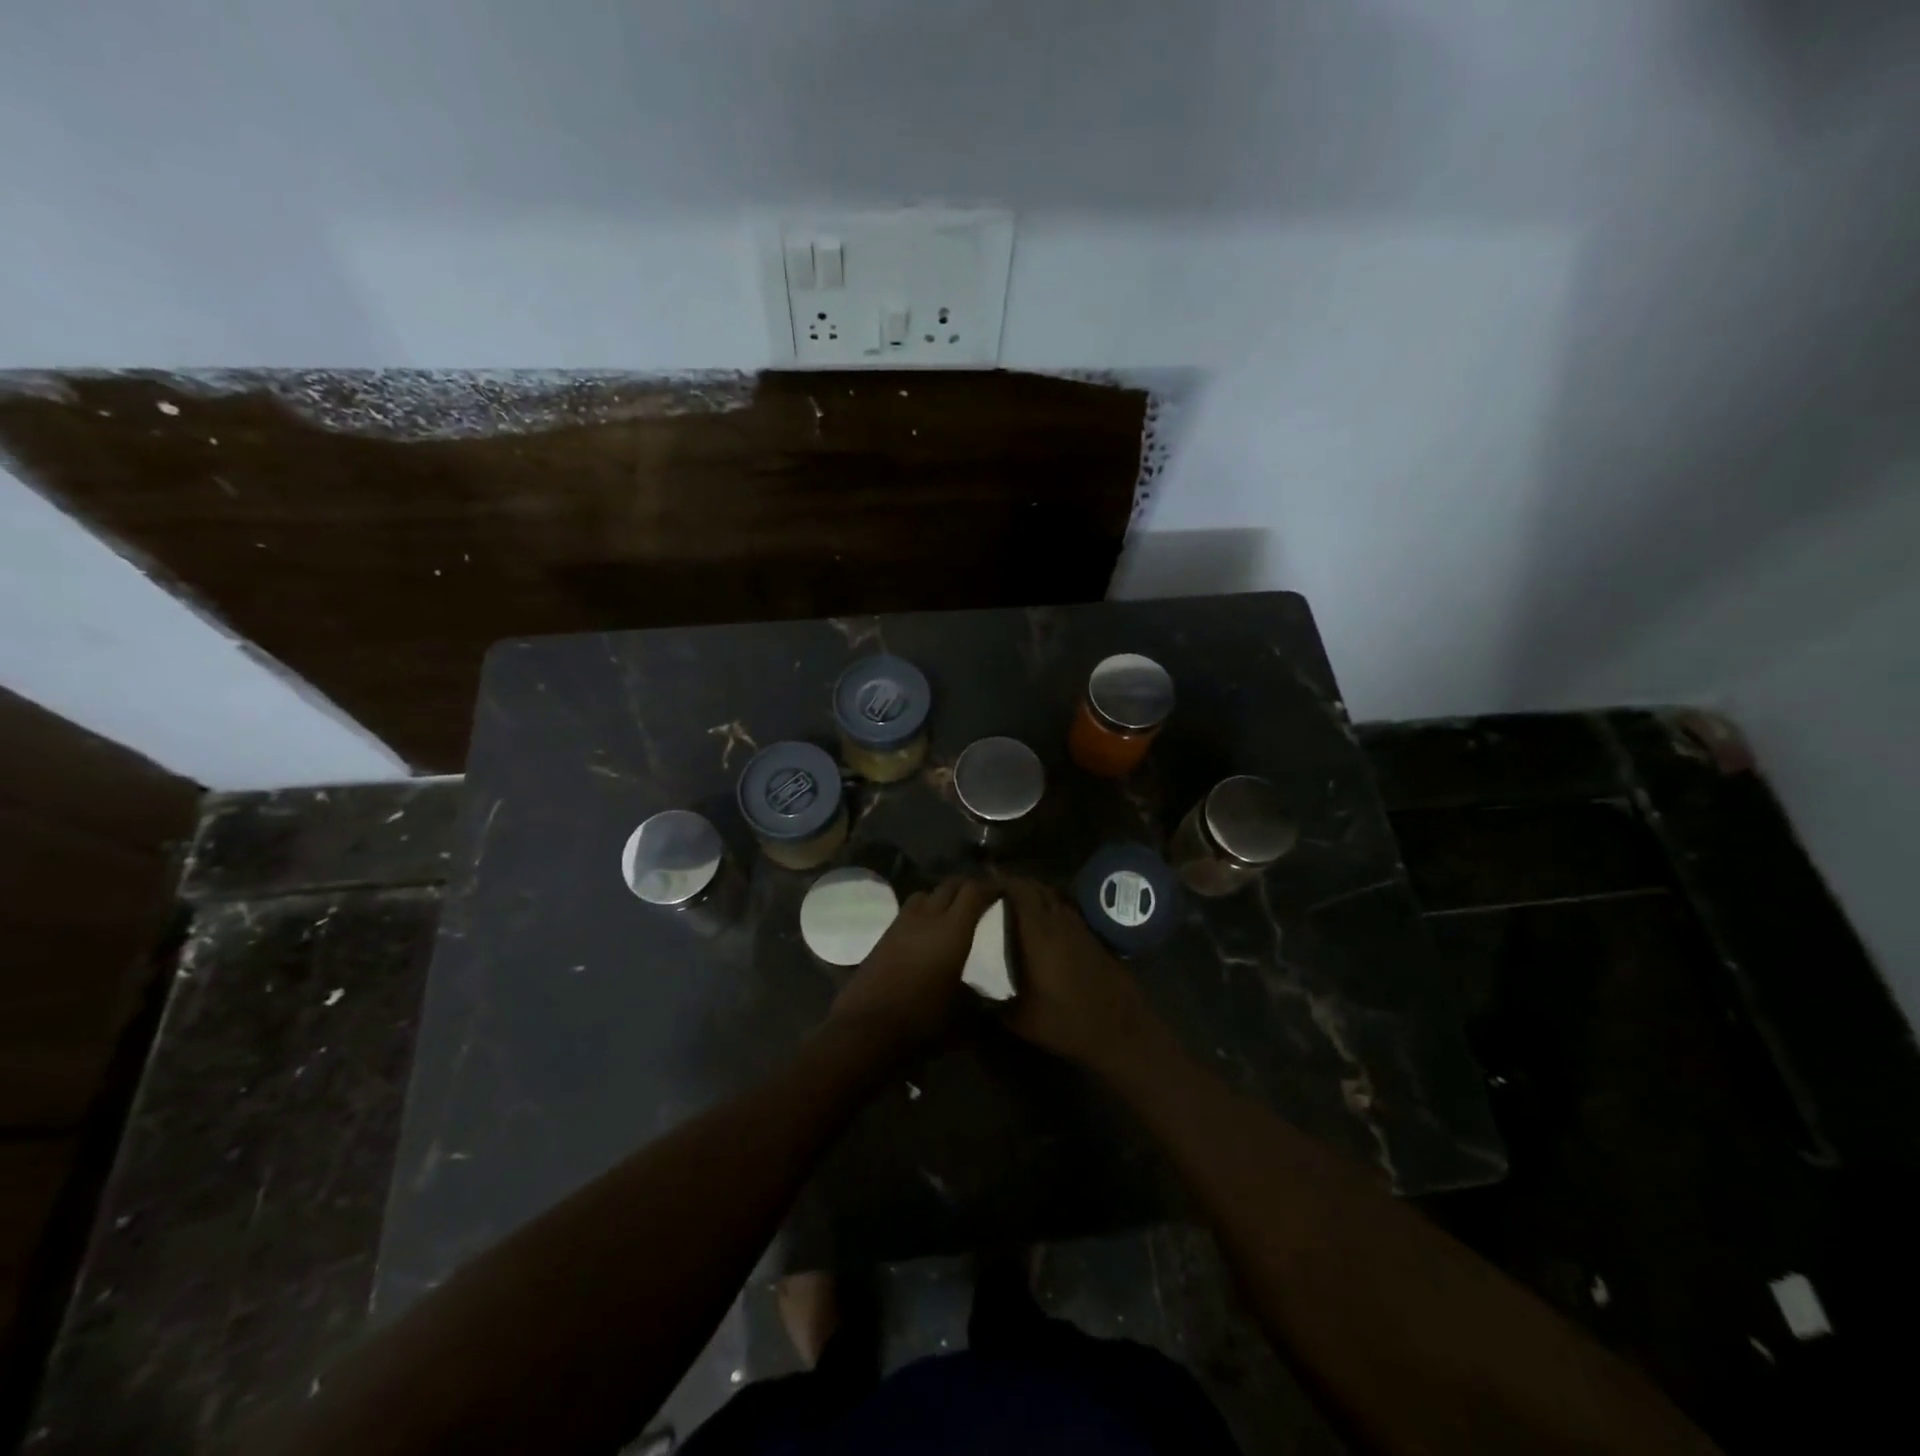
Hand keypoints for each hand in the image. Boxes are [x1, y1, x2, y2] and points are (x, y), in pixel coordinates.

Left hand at [829, 876, 994, 1056]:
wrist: (866, 1028)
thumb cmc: (921, 1019)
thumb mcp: (961, 1013)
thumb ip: (978, 997)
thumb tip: (988, 995)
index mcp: (952, 930)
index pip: (973, 892)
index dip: (989, 887)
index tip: (1001, 892)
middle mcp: (927, 917)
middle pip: (949, 885)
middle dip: (966, 886)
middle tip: (980, 898)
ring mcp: (901, 924)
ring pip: (925, 894)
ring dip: (940, 897)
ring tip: (951, 913)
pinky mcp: (883, 936)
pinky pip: (908, 912)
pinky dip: (922, 913)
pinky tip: (925, 934)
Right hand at [1002, 879, 1161, 1073]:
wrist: (1120, 1031)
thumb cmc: (1067, 1022)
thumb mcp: (1021, 1019)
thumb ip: (994, 1001)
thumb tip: (975, 990)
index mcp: (1039, 933)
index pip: (1020, 891)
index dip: (1001, 881)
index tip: (983, 883)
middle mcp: (1060, 921)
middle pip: (1037, 888)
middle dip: (1015, 885)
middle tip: (994, 893)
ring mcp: (1080, 928)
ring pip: (1054, 898)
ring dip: (1035, 896)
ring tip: (1015, 907)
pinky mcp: (1093, 938)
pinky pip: (1066, 911)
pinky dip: (1051, 909)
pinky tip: (1043, 927)